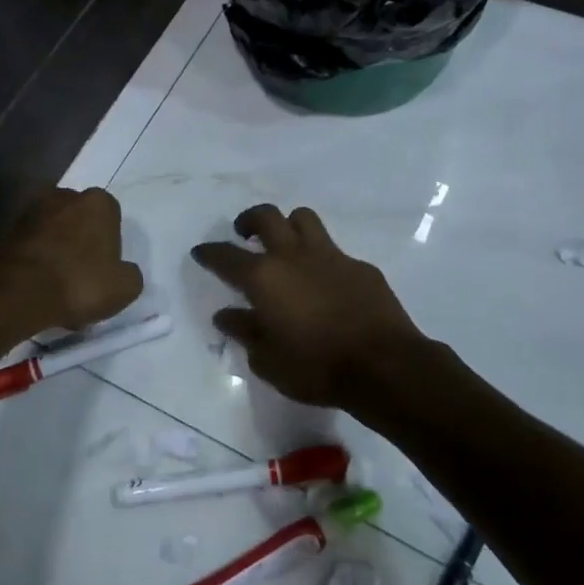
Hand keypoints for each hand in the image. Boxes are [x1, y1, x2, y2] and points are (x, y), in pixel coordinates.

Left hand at [0, 187, 142, 332]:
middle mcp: (64, 196)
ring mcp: (32, 211)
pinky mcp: (7, 231)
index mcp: (98, 202)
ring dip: (57, 253)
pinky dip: (36, 262)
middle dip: (81, 244)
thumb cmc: (81, 282)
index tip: (105, 270)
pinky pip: (32, 247)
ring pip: (53, 233)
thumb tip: (122, 272)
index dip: (109, 245)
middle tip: (81, 278)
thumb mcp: (125, 287)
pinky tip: (38, 289)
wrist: (19, 292)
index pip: (111, 217)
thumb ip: (130, 274)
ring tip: (57, 289)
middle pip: (79, 221)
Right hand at [193, 205, 425, 409]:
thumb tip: (225, 315)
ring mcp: (330, 256)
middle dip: (249, 220)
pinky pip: (334, 251)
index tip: (201, 252)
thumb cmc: (315, 367)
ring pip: (303, 219)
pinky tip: (325, 283)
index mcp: (263, 277)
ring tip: (285, 245)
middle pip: (266, 217)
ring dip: (288, 226)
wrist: (383, 366)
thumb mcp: (267, 360)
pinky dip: (321, 259)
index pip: (225, 256)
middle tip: (244, 233)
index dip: (209, 252)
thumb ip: (244, 332)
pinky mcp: (360, 266)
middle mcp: (293, 256)